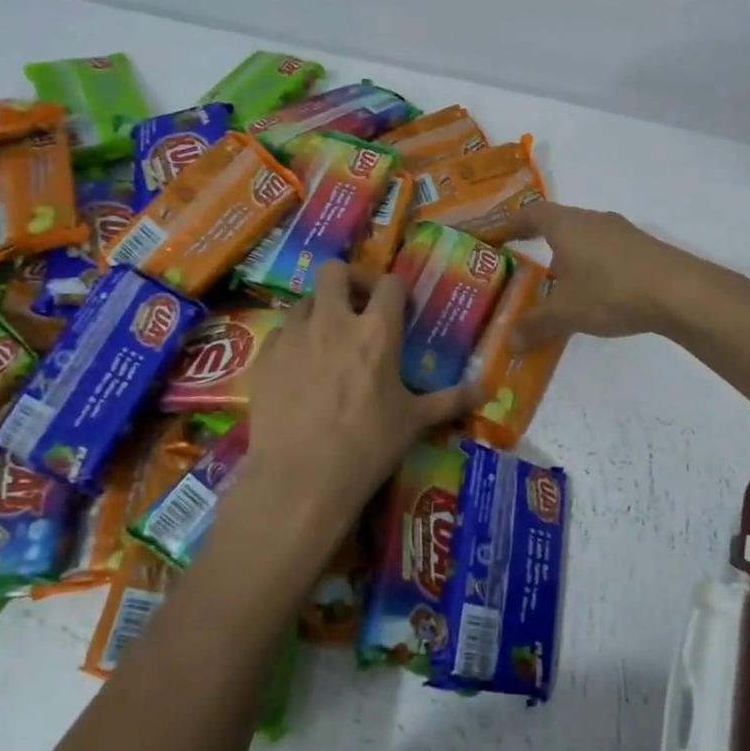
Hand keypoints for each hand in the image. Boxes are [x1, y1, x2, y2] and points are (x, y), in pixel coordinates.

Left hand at [239, 261, 474, 537]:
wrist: (301, 479)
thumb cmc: (367, 446)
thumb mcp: (414, 422)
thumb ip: (449, 400)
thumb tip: (485, 391)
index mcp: (376, 331)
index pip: (390, 284)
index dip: (396, 291)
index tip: (398, 308)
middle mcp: (333, 321)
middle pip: (334, 271)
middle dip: (347, 281)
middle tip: (356, 307)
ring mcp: (293, 336)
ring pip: (303, 300)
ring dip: (318, 311)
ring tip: (326, 341)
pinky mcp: (264, 357)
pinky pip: (279, 333)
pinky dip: (291, 341)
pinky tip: (297, 368)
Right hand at [506, 202, 691, 349]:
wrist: (679, 291)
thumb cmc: (611, 291)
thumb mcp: (566, 313)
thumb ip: (534, 325)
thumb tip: (507, 342)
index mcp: (566, 224)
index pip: (530, 214)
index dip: (509, 224)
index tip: (495, 238)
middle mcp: (592, 220)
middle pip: (558, 224)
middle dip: (540, 244)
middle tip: (525, 268)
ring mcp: (621, 232)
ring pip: (584, 238)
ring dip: (569, 257)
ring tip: (559, 287)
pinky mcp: (642, 248)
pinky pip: (606, 252)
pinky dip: (592, 267)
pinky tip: (595, 294)